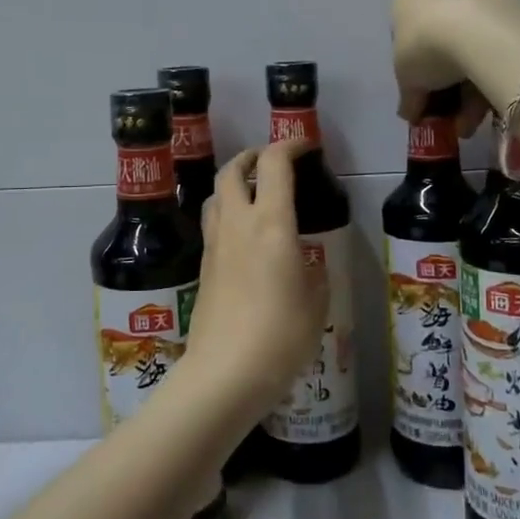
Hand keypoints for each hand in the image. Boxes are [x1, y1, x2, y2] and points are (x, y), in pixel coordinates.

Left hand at [184, 140, 328, 421]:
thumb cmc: (282, 335)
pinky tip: (243, 237)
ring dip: (233, 184)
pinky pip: (213, 225)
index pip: (273, 164)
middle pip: (231, 170)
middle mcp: (237, 224)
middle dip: (251, 157)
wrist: (225, 372)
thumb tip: (303, 264)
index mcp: (271, 223)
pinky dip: (227, 215)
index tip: (305, 146)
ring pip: (215, 195)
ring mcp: (215, 245)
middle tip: (271, 163)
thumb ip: (312, 272)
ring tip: (253, 196)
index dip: (289, 145)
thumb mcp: (317, 301)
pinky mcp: (203, 268)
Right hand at [391, 0, 519, 132]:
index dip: (409, 60)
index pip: (402, 26)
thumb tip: (410, 114)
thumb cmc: (424, 47)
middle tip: (447, 110)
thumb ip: (408, 97)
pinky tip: (489, 107)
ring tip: (469, 122)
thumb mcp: (406, 79)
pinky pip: (493, 47)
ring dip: (467, 89)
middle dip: (444, 79)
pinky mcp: (509, 8)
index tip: (418, 86)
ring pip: (468, 46)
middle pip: (438, 36)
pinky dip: (489, 76)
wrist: (479, 31)